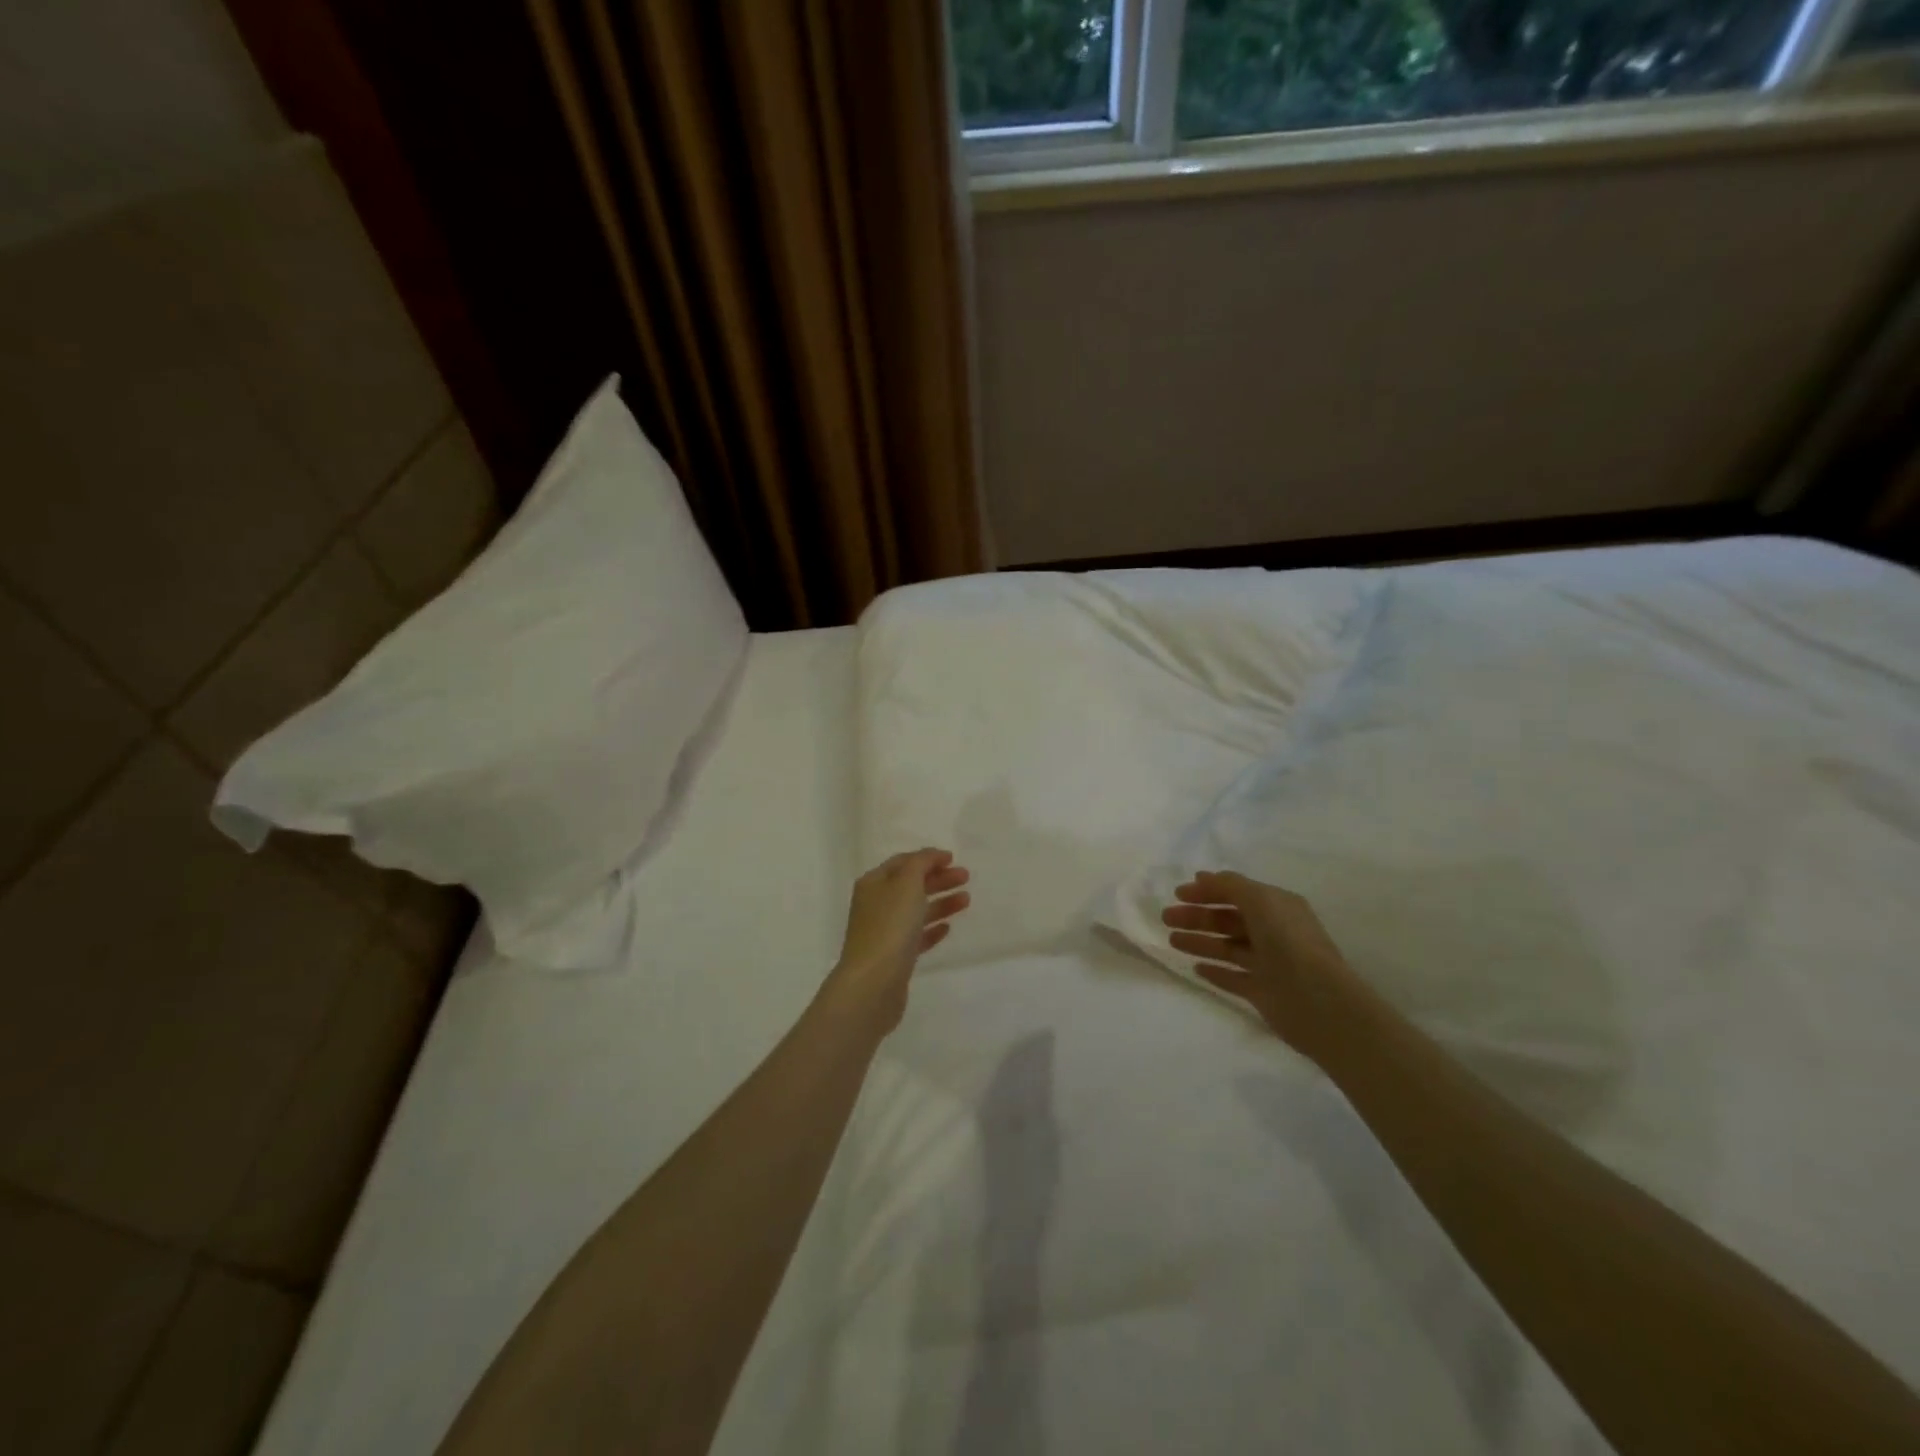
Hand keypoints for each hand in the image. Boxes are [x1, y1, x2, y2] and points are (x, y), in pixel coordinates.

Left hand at [826, 849, 970, 1032]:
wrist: (873, 983)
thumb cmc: (890, 926)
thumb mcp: (906, 884)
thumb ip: (921, 864)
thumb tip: (931, 856)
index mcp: (874, 883)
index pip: (902, 862)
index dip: (927, 858)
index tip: (953, 858)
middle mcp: (876, 905)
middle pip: (911, 885)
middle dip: (938, 879)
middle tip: (966, 877)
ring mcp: (884, 932)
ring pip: (916, 911)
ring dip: (941, 902)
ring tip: (966, 901)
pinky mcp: (895, 957)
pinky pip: (916, 936)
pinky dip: (932, 928)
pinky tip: (948, 928)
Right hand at [1161, 870, 1365, 1062]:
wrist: (1317, 1000)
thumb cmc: (1288, 941)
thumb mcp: (1259, 900)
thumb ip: (1229, 885)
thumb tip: (1202, 877)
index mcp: (1277, 907)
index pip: (1237, 893)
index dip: (1207, 891)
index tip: (1178, 893)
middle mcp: (1274, 932)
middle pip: (1228, 920)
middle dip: (1197, 916)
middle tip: (1166, 918)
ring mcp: (1268, 963)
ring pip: (1227, 947)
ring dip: (1200, 941)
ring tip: (1172, 941)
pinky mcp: (1263, 992)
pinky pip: (1233, 978)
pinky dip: (1215, 972)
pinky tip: (1195, 968)